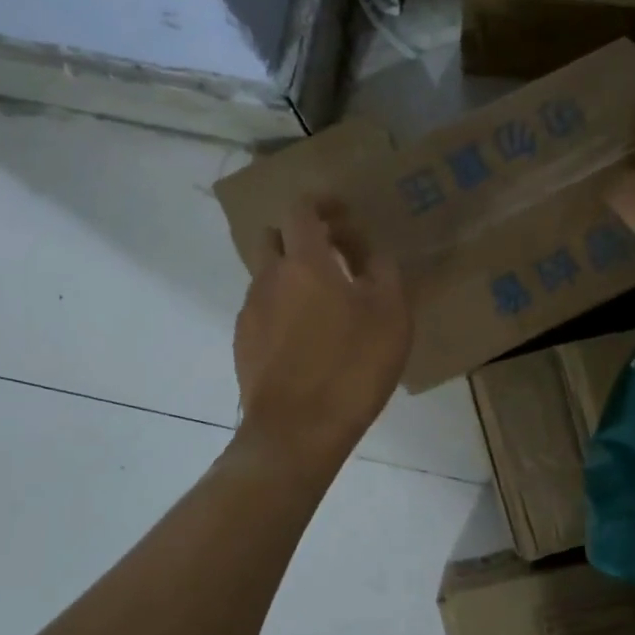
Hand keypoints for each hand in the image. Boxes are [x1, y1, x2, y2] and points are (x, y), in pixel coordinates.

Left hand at [232, 198, 411, 466]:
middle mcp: (268, 278)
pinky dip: (283, 308)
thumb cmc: (352, 367)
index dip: (321, 203)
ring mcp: (250, 312)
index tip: (344, 213)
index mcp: (304, 262)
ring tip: (327, 303)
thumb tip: (374, 255)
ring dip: (293, 275)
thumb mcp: (391, 316)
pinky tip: (308, 337)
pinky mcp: (243, 344)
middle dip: (301, 236)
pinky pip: (262, 310)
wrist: (297, 432)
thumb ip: (384, 273)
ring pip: (267, 276)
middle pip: (274, 237)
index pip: (300, 209)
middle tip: (336, 256)